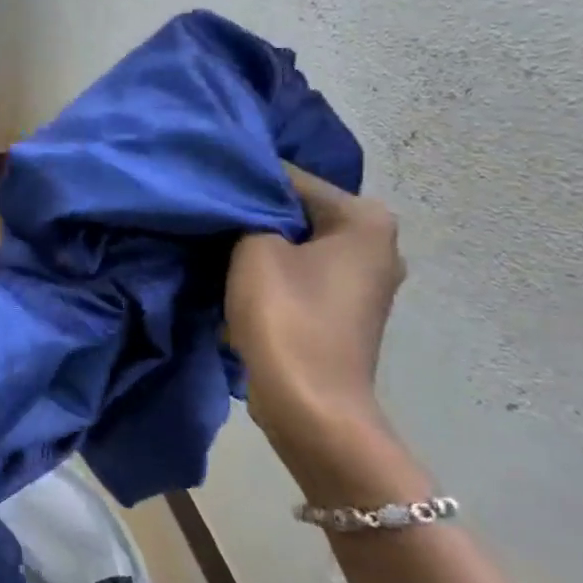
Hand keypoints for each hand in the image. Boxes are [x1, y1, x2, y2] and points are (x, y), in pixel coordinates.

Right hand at [226, 165, 414, 495]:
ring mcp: (363, 282)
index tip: (205, 183)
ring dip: (259, 245)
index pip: (291, 179)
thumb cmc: (286, 315)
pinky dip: (271, 273)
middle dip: (254, 214)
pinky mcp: (342, 311)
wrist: (310, 404)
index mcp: (366, 220)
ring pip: (297, 245)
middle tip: (207, 213)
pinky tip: (235, 277)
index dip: (244, 179)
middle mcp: (376, 244)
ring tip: (213, 244)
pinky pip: (300, 275)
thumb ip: (249, 214)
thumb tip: (243, 200)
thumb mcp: (254, 249)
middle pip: (298, 212)